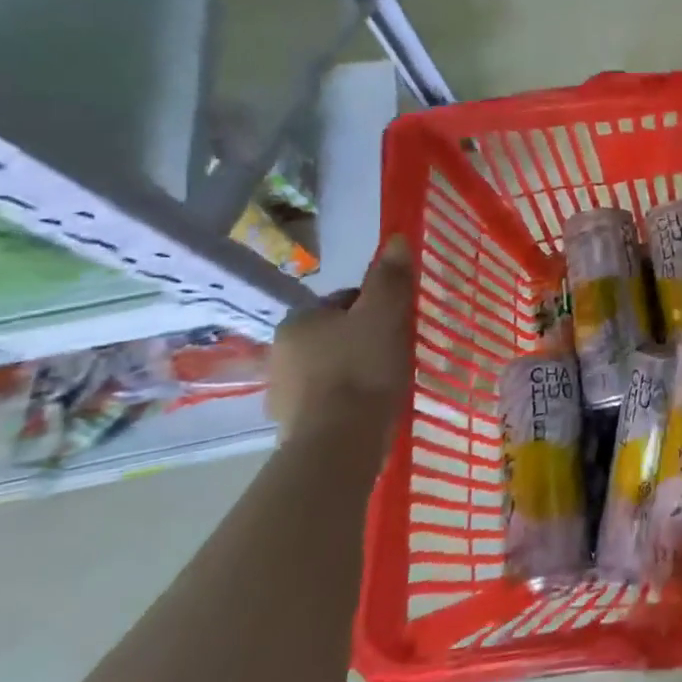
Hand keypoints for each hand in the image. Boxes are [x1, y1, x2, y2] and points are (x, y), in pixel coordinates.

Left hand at [268, 235, 414, 454]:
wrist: (338, 443)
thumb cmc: (361, 369)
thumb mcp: (384, 315)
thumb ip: (389, 278)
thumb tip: (395, 238)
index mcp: (299, 320)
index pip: (345, 300)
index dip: (377, 307)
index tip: (401, 323)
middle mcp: (280, 351)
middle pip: (337, 334)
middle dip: (364, 339)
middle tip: (399, 351)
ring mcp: (282, 392)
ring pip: (331, 367)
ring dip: (355, 370)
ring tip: (388, 382)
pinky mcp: (292, 425)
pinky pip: (327, 399)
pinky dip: (348, 399)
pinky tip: (371, 408)